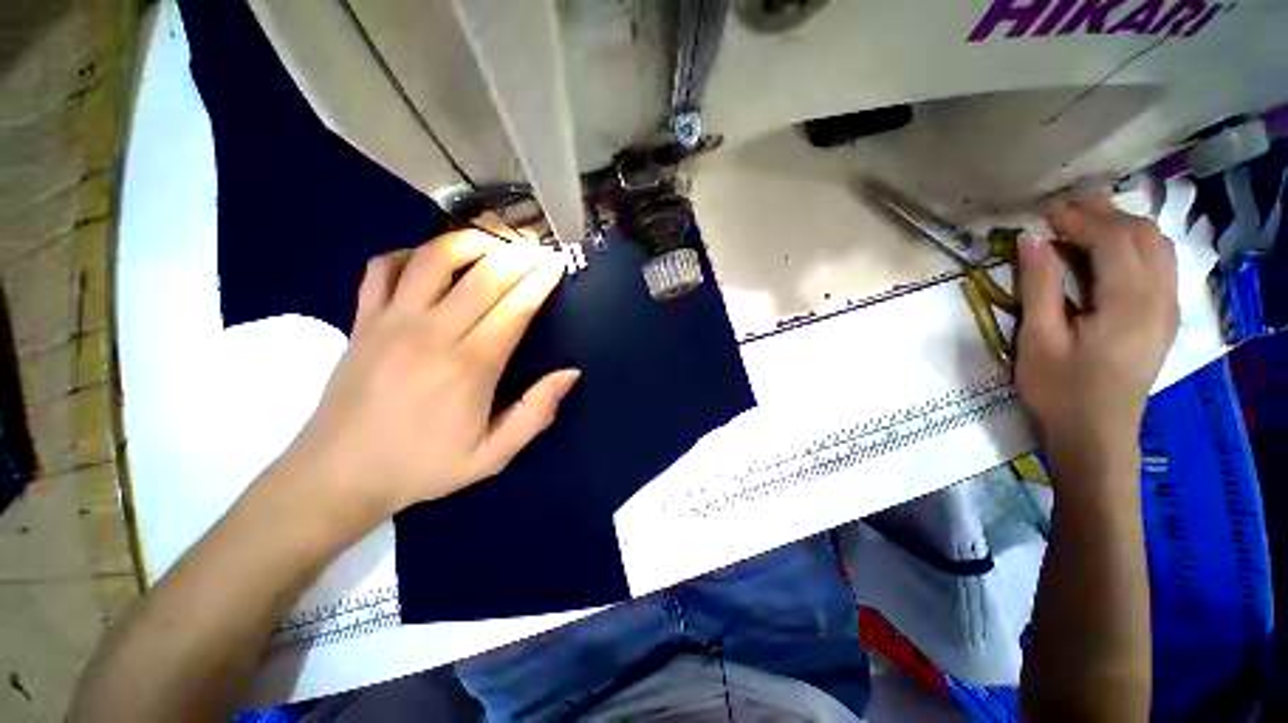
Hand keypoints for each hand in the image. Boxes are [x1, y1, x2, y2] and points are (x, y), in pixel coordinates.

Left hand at [274, 231, 578, 534]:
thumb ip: (536, 413)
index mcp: (470, 368)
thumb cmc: (422, 467)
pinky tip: (432, 262)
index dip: (541, 281)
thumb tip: (570, 373)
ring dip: (471, 242)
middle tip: (539, 249)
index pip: (515, 307)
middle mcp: (432, 334)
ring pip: (434, 258)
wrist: (338, 475)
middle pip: (484, 276)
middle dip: (519, 255)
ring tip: (494, 243)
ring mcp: (391, 321)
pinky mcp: (362, 319)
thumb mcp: (493, 456)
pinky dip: (411, 253)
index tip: (557, 265)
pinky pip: (383, 268)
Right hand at [1015, 197, 1178, 488]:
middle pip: (1142, 235)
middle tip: (1061, 213)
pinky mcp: (1164, 318)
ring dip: (1122, 226)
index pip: (1114, 240)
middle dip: (1103, 214)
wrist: (1096, 434)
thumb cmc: (1059, 390)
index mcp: (1128, 304)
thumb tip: (1031, 239)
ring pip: (1157, 246)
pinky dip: (1135, 245)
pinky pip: (1160, 264)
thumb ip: (1039, 286)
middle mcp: (1160, 298)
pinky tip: (1108, 251)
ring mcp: (1168, 308)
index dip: (1079, 219)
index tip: (1044, 215)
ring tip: (1082, 225)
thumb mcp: (1038, 339)